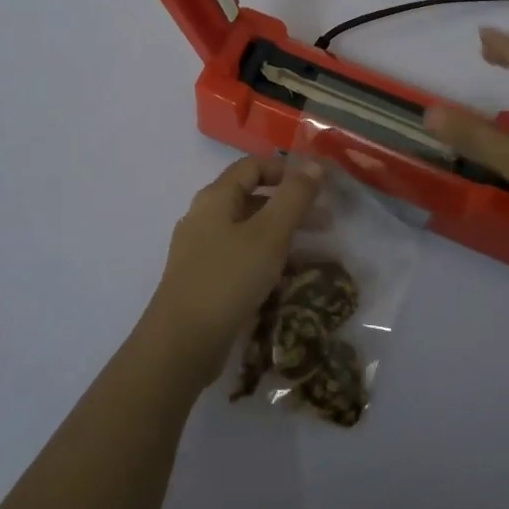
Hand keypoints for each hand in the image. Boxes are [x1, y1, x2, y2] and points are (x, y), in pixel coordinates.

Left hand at [142, 155, 324, 384]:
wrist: (182, 343)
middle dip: (290, 204)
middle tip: (326, 221)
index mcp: (215, 197)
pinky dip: (265, 256)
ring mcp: (201, 249)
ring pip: (248, 228)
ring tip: (314, 250)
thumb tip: (314, 165)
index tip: (319, 186)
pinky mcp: (204, 278)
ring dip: (282, 232)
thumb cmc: (228, 279)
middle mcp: (204, 216)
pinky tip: (285, 276)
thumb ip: (293, 197)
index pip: (253, 166)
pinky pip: (240, 255)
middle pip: (251, 196)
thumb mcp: (269, 234)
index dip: (287, 169)